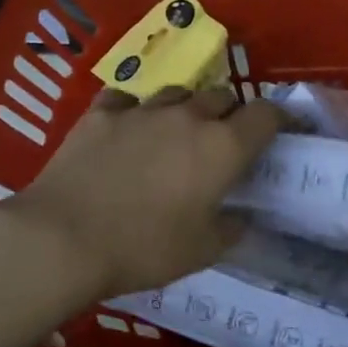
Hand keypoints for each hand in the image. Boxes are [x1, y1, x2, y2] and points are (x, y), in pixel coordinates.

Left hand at [2, 86, 286, 300]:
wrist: (63, 237)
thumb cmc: (144, 248)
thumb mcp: (201, 251)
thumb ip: (231, 229)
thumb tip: (241, 218)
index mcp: (222, 146)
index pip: (267, 114)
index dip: (280, 118)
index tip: (284, 129)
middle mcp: (188, 117)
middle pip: (222, 97)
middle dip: (229, 114)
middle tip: (221, 142)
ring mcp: (142, 110)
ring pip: (177, 94)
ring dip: (185, 110)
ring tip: (174, 135)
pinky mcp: (101, 113)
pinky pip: (126, 100)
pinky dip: (134, 111)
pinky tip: (126, 130)